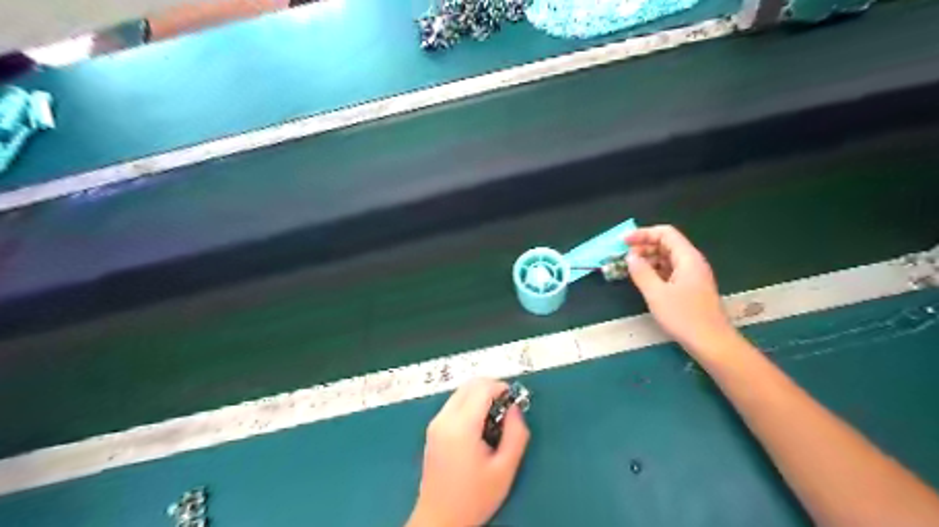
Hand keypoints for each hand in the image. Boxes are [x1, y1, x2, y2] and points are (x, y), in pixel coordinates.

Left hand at [409, 378, 531, 525]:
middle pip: (469, 384)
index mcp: (461, 426)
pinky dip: (470, 403)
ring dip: (480, 395)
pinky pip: (454, 403)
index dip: (501, 387)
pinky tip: (480, 425)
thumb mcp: (505, 469)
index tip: (515, 399)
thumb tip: (515, 408)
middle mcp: (444, 418)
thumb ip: (516, 434)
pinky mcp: (433, 429)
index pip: (482, 389)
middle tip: (507, 407)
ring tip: (496, 418)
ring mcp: (435, 422)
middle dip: (491, 387)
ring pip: (460, 392)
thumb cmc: (474, 497)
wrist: (439, 520)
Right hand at [622, 225, 740, 355]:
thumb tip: (631, 256)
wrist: (711, 343)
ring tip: (629, 269)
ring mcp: (692, 276)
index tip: (623, 242)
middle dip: (643, 247)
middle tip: (623, 257)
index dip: (643, 234)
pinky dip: (654, 271)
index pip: (665, 233)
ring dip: (648, 260)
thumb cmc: (684, 317)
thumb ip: (641, 272)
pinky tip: (643, 281)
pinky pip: (670, 271)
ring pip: (667, 259)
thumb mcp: (656, 294)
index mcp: (687, 258)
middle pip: (666, 244)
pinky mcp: (690, 288)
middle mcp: (692, 262)